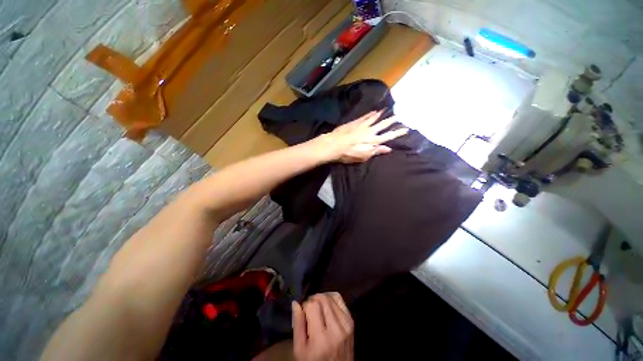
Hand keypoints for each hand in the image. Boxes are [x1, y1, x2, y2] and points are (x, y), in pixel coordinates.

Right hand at [292, 293, 353, 360]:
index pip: (312, 305)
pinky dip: (331, 298)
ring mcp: (346, 324)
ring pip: (331, 296)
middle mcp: (336, 329)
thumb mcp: (299, 350)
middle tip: (308, 310)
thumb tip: (295, 302)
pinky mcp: (351, 321)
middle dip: (313, 300)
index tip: (302, 313)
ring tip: (317, 309)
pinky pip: (339, 299)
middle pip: (322, 298)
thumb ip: (297, 325)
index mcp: (321, 339)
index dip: (305, 306)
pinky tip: (326, 305)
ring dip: (321, 299)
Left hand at [313, 110, 407, 163]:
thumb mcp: (363, 156)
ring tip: (387, 110)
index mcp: (373, 141)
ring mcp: (362, 125)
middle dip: (391, 121)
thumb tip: (388, 148)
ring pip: (374, 118)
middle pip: (383, 124)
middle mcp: (370, 131)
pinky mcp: (355, 122)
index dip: (397, 133)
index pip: (388, 136)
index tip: (406, 129)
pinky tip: (373, 111)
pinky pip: (365, 116)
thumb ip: (376, 151)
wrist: (334, 144)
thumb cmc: (348, 153)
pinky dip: (370, 114)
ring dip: (381, 114)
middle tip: (398, 116)